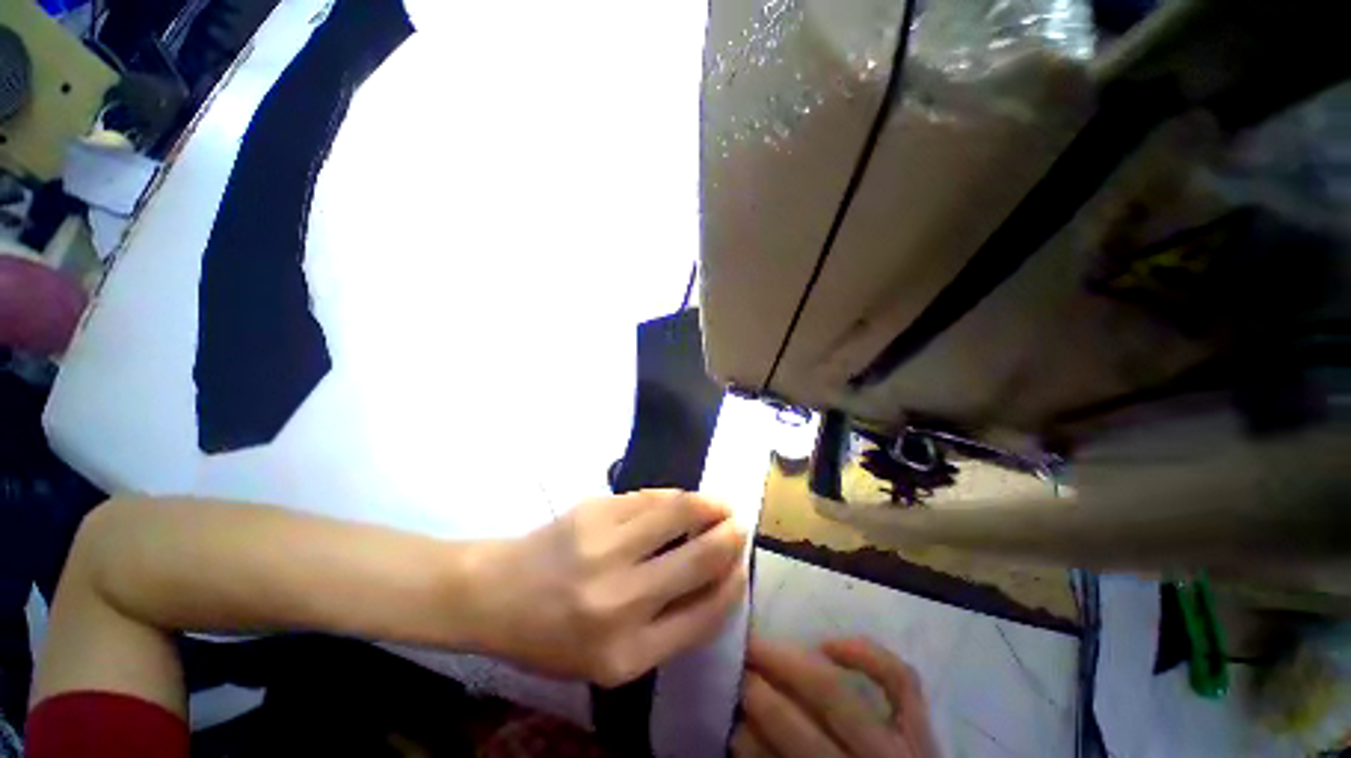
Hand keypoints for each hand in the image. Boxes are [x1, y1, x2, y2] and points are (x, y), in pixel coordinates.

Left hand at [469, 490, 746, 685]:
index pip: (704, 615)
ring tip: (719, 505)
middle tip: (739, 527)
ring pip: (678, 512)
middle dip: (730, 539)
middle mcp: (620, 601)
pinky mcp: (594, 511)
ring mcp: (605, 548)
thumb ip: (666, 628)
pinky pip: (651, 497)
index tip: (742, 568)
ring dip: (708, 505)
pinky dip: (675, 497)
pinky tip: (683, 500)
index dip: (732, 585)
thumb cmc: (552, 637)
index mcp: (626, 654)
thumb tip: (716, 581)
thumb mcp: (610, 660)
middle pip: (699, 559)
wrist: (495, 594)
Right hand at [734, 636, 939, 757]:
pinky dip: (864, 653)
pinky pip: (899, 680)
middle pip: (800, 727)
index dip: (748, 736)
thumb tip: (741, 730)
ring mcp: (903, 747)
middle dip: (760, 690)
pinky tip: (828, 644)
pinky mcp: (924, 729)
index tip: (726, 708)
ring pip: (838, 694)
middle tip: (735, 665)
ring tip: (762, 646)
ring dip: (790, 665)